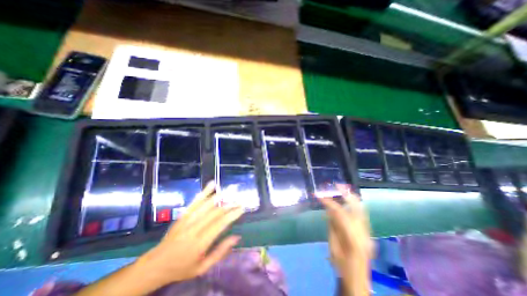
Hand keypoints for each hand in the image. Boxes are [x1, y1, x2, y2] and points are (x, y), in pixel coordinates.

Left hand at [135, 182, 242, 285]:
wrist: (155, 265)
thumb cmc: (181, 268)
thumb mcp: (202, 268)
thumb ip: (220, 252)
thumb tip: (236, 237)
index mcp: (199, 243)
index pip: (220, 225)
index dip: (232, 215)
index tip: (241, 208)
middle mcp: (194, 229)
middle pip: (215, 213)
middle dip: (229, 205)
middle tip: (239, 200)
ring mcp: (187, 220)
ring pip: (206, 204)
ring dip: (219, 196)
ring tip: (230, 190)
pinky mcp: (183, 215)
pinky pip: (195, 202)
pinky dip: (204, 192)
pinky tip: (211, 185)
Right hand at [317, 185, 373, 295]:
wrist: (358, 279)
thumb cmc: (341, 264)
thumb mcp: (332, 244)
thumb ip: (332, 225)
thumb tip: (329, 209)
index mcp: (352, 237)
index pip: (340, 213)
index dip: (329, 202)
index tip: (320, 196)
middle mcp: (364, 233)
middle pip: (356, 207)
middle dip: (346, 194)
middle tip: (337, 185)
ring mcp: (368, 232)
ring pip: (361, 209)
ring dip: (351, 197)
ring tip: (342, 189)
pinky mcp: (368, 233)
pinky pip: (361, 214)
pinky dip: (354, 205)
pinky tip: (348, 200)